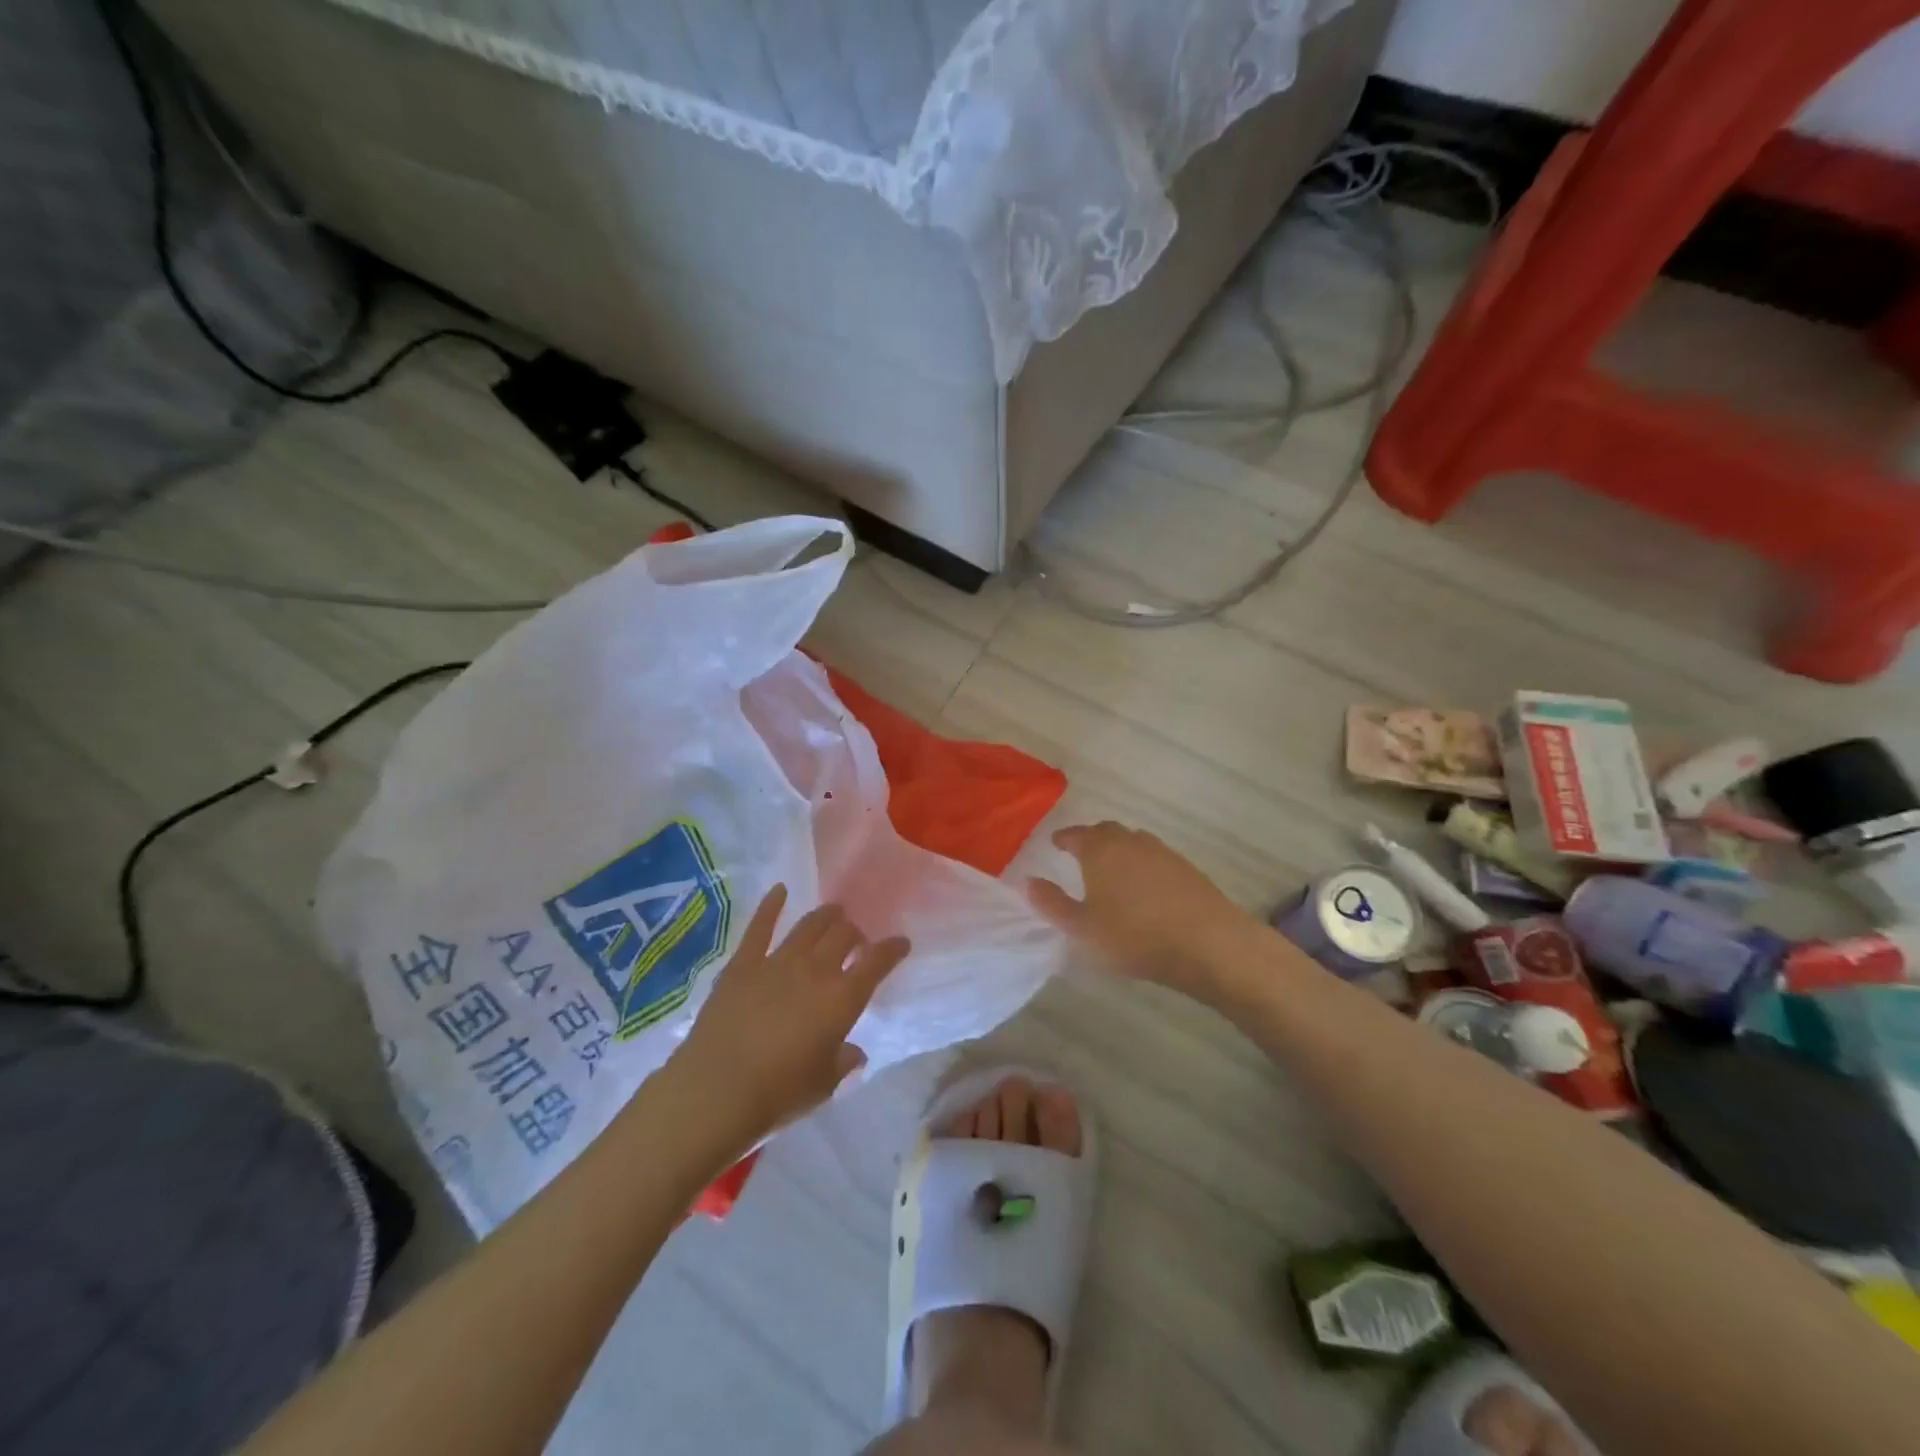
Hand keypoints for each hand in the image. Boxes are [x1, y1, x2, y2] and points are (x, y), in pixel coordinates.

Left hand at [672, 886, 909, 1141]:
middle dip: (855, 933)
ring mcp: (778, 962)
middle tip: (856, 941)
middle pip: (844, 935)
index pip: (877, 963)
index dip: (892, 949)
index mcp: (842, 999)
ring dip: (826, 916)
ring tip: (833, 913)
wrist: (716, 1091)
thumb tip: (854, 1053)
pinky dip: (772, 905)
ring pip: (810, 926)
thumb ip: (843, 1062)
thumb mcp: (823, 1085)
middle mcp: (816, 970)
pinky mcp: (743, 963)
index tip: (901, 943)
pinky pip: (760, 927)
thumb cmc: (778, 1094)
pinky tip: (780, 890)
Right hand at [1028, 822, 1245, 996]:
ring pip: (1132, 843)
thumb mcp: (1082, 928)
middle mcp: (1130, 841)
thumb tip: (1028, 881)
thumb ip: (1052, 904)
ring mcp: (1162, 851)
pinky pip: (1154, 858)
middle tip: (1080, 856)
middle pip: (1106, 831)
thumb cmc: (1135, 936)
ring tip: (1111, 873)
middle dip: (1090, 840)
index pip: (1075, 834)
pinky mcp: (1186, 868)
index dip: (1063, 839)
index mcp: (1100, 849)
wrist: (1208, 943)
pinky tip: (1144, 889)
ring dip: (1119, 852)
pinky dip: (1142, 866)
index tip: (1055, 844)